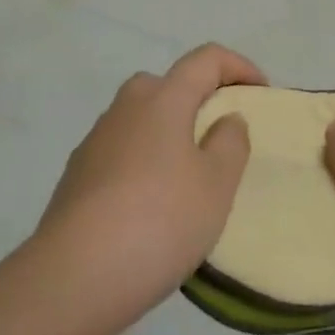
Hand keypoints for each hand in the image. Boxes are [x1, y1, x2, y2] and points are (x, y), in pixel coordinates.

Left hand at [36, 43, 266, 326]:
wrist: (73, 276)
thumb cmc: (159, 220)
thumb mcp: (216, 185)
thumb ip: (230, 143)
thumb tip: (226, 118)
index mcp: (163, 98)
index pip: (206, 58)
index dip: (238, 66)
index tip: (261, 93)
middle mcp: (126, 106)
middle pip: (169, 85)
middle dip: (199, 101)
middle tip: (222, 138)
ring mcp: (96, 139)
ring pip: (142, 120)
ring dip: (169, 135)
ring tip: (189, 179)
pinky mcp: (77, 174)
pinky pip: (122, 152)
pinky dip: (144, 163)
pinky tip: (151, 207)